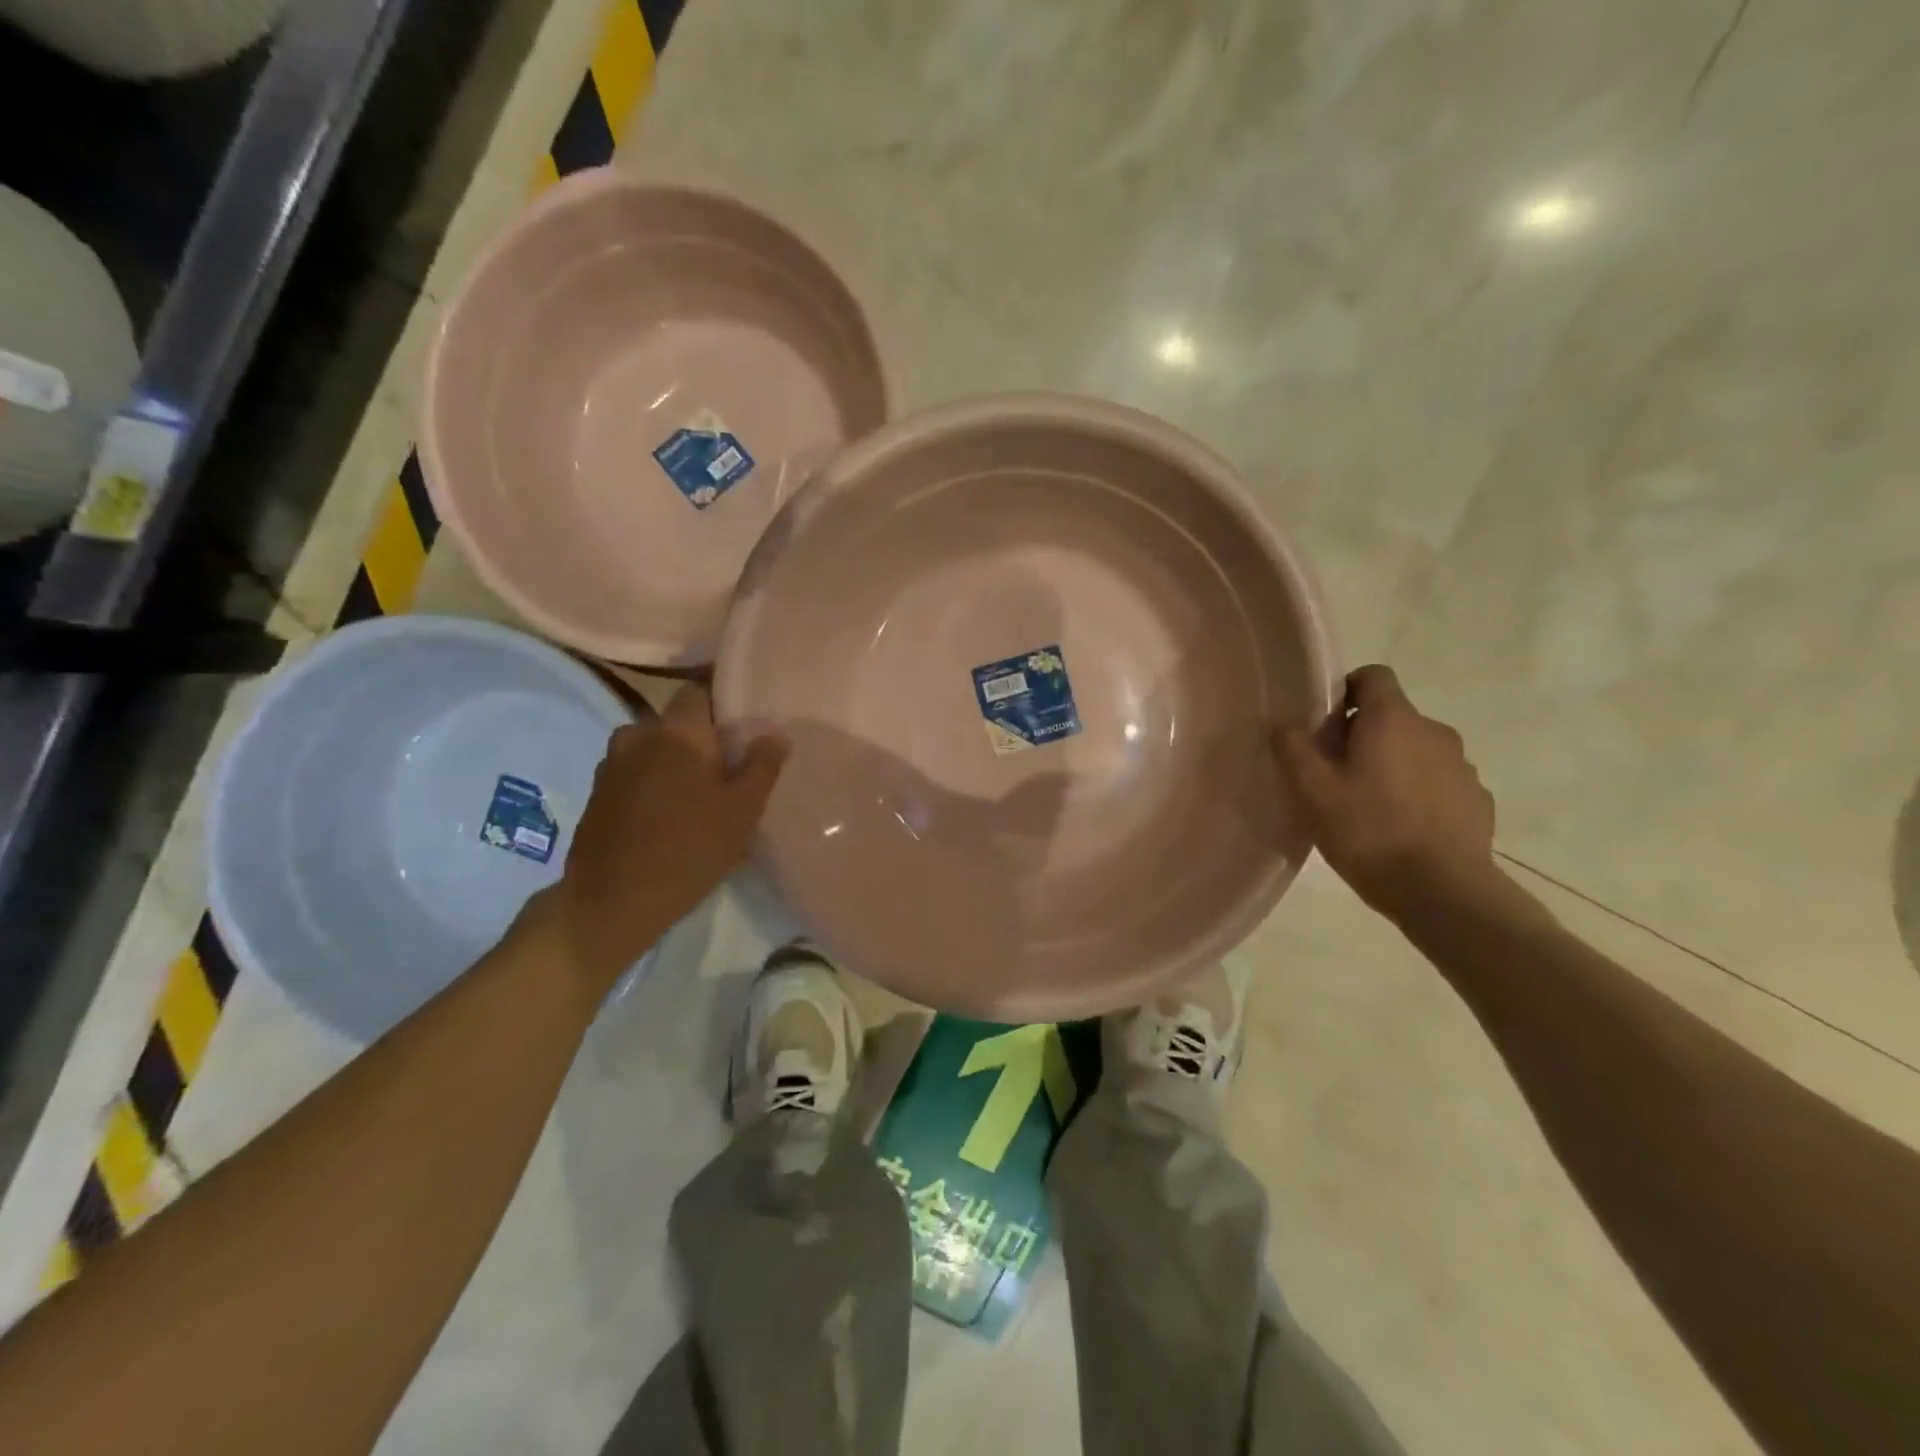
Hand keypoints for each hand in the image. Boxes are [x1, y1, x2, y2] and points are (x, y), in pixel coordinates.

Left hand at [549, 684, 785, 991]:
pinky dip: (650, 782)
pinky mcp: (598, 794)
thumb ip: (762, 766)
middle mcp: (639, 735)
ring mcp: (612, 765)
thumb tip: (775, 733)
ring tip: (695, 791)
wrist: (613, 900)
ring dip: (671, 760)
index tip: (741, 722)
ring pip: (650, 747)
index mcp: (678, 731)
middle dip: (697, 736)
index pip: (697, 690)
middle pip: (674, 721)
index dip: (720, 700)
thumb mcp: (743, 810)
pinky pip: (633, 773)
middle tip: (725, 764)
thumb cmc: (690, 848)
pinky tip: (667, 813)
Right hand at [1275, 665, 1502, 923]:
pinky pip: (1438, 783)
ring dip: (1392, 766)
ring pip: (1416, 751)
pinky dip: (1418, 794)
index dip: (1345, 691)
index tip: (1325, 725)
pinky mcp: (1476, 801)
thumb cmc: (1369, 831)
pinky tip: (1400, 829)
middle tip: (1334, 775)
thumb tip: (1285, 723)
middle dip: (1363, 736)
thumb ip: (1293, 747)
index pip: (1373, 675)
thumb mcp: (1312, 791)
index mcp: (1393, 719)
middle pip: (1392, 717)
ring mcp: (1462, 766)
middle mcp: (1434, 731)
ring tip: (1368, 807)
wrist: (1443, 892)